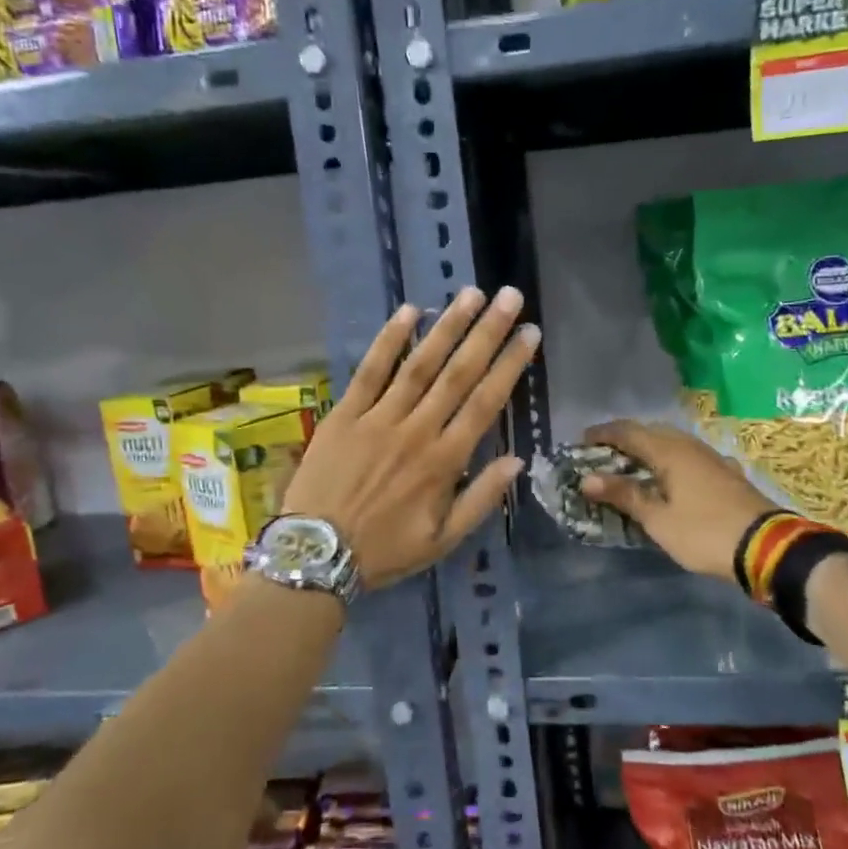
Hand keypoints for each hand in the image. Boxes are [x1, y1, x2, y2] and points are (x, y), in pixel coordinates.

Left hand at [283, 287, 538, 588]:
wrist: (317, 553)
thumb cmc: (384, 550)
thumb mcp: (443, 541)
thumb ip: (481, 499)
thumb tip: (517, 461)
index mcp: (444, 461)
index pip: (486, 403)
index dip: (510, 365)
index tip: (530, 334)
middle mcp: (416, 430)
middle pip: (458, 374)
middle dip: (487, 332)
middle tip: (510, 297)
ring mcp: (378, 418)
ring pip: (419, 364)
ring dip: (447, 327)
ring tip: (470, 294)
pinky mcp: (344, 414)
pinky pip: (369, 371)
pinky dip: (388, 340)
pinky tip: (409, 311)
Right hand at [578, 420, 772, 582]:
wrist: (766, 548)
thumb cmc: (704, 533)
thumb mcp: (658, 520)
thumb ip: (624, 495)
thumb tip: (587, 479)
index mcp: (670, 452)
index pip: (629, 432)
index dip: (603, 434)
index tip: (582, 440)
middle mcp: (690, 447)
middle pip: (652, 432)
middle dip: (626, 438)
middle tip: (605, 453)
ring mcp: (712, 458)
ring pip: (674, 443)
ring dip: (650, 448)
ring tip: (633, 465)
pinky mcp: (726, 473)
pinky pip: (689, 456)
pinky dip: (671, 461)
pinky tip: (671, 477)